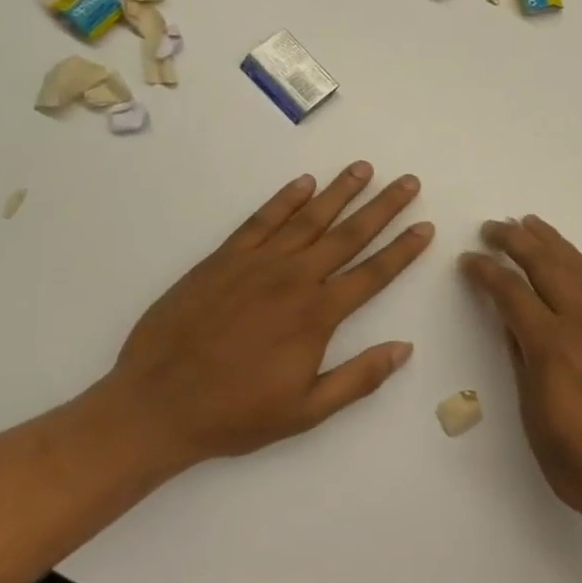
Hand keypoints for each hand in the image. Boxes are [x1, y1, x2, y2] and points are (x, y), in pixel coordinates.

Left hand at [102, 164, 431, 464]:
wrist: (156, 404)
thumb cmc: (235, 414)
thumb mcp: (306, 412)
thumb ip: (358, 378)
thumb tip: (404, 349)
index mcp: (317, 315)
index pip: (373, 273)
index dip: (403, 249)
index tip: (425, 226)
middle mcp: (293, 279)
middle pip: (348, 234)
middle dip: (383, 207)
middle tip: (408, 181)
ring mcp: (256, 264)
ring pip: (308, 217)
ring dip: (339, 191)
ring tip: (363, 168)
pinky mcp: (223, 259)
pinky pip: (260, 220)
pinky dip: (283, 199)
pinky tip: (304, 183)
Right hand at [460, 217, 581, 537]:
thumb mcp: (535, 419)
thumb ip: (523, 364)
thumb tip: (512, 326)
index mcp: (553, 347)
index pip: (512, 293)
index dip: (486, 272)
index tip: (468, 259)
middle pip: (546, 266)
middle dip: (516, 240)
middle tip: (492, 226)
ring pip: (577, 268)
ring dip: (550, 241)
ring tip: (529, 223)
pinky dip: (575, 262)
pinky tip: (566, 261)